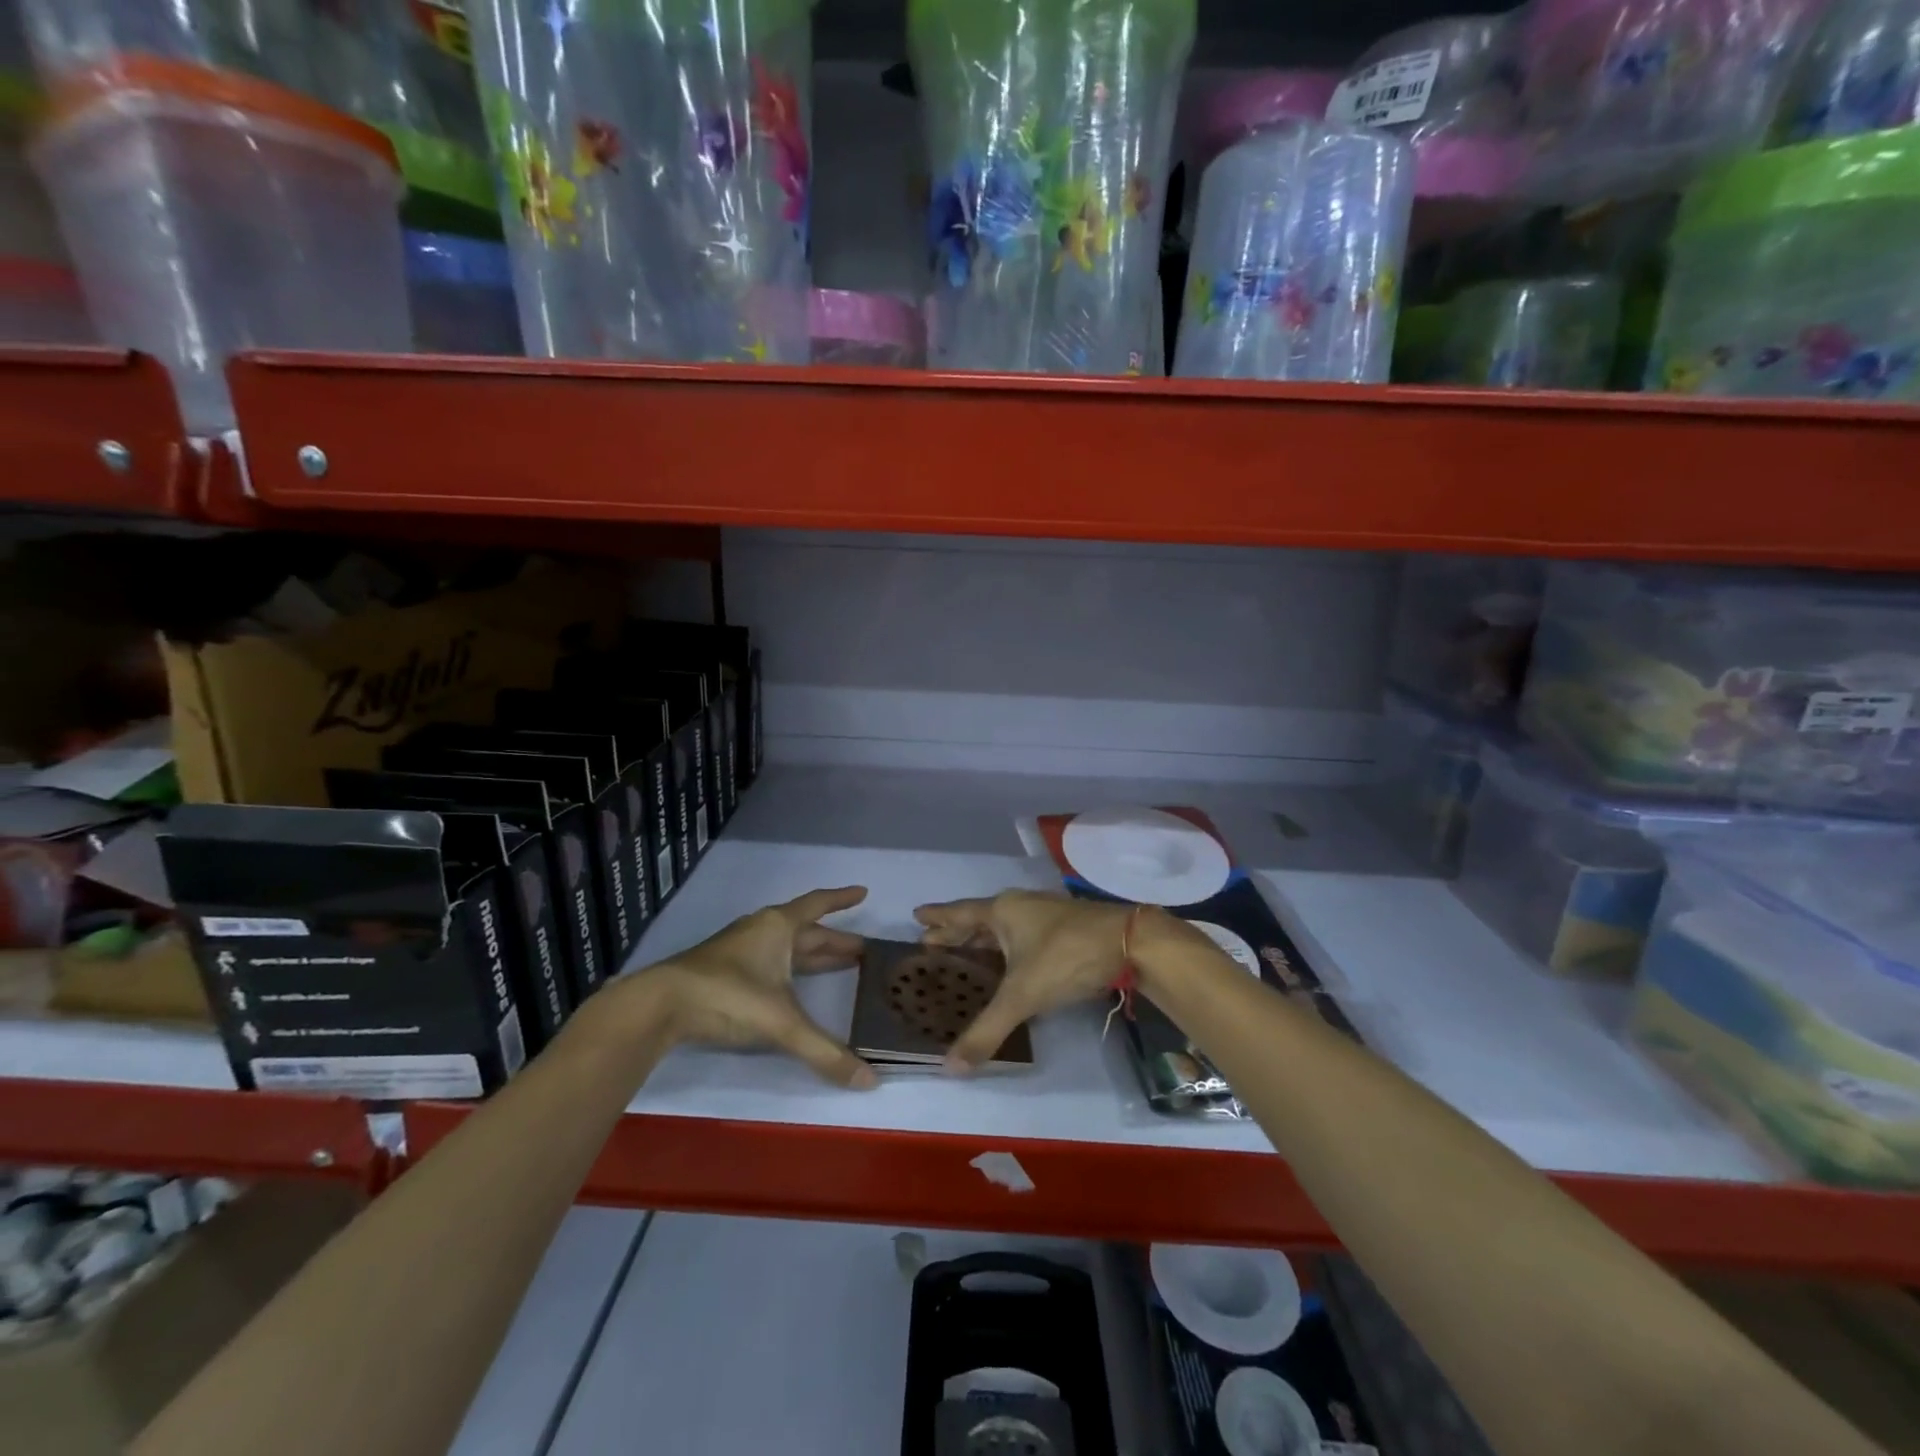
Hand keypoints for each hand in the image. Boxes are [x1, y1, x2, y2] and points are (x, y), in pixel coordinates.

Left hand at [649, 886, 877, 1088]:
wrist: (660, 1004)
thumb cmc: (728, 995)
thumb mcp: (781, 1023)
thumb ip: (824, 1052)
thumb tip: (870, 1081)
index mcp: (779, 927)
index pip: (818, 905)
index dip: (842, 899)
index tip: (863, 893)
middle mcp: (761, 931)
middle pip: (806, 931)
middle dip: (835, 940)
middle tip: (862, 950)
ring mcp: (740, 950)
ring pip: (787, 947)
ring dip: (813, 955)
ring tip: (839, 965)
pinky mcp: (724, 971)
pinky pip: (770, 962)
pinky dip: (790, 970)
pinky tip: (793, 985)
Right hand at [913, 890, 1134, 1071]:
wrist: (1131, 943)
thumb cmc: (1068, 958)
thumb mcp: (1023, 995)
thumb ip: (987, 1030)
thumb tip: (949, 1068)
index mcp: (1002, 912)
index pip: (959, 913)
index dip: (937, 917)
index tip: (916, 915)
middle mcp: (1020, 907)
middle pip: (979, 918)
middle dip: (955, 931)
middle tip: (930, 940)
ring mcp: (1044, 915)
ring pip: (1003, 926)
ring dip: (982, 939)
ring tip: (964, 951)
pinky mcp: (1065, 928)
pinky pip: (1021, 934)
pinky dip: (1006, 946)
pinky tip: (1009, 961)